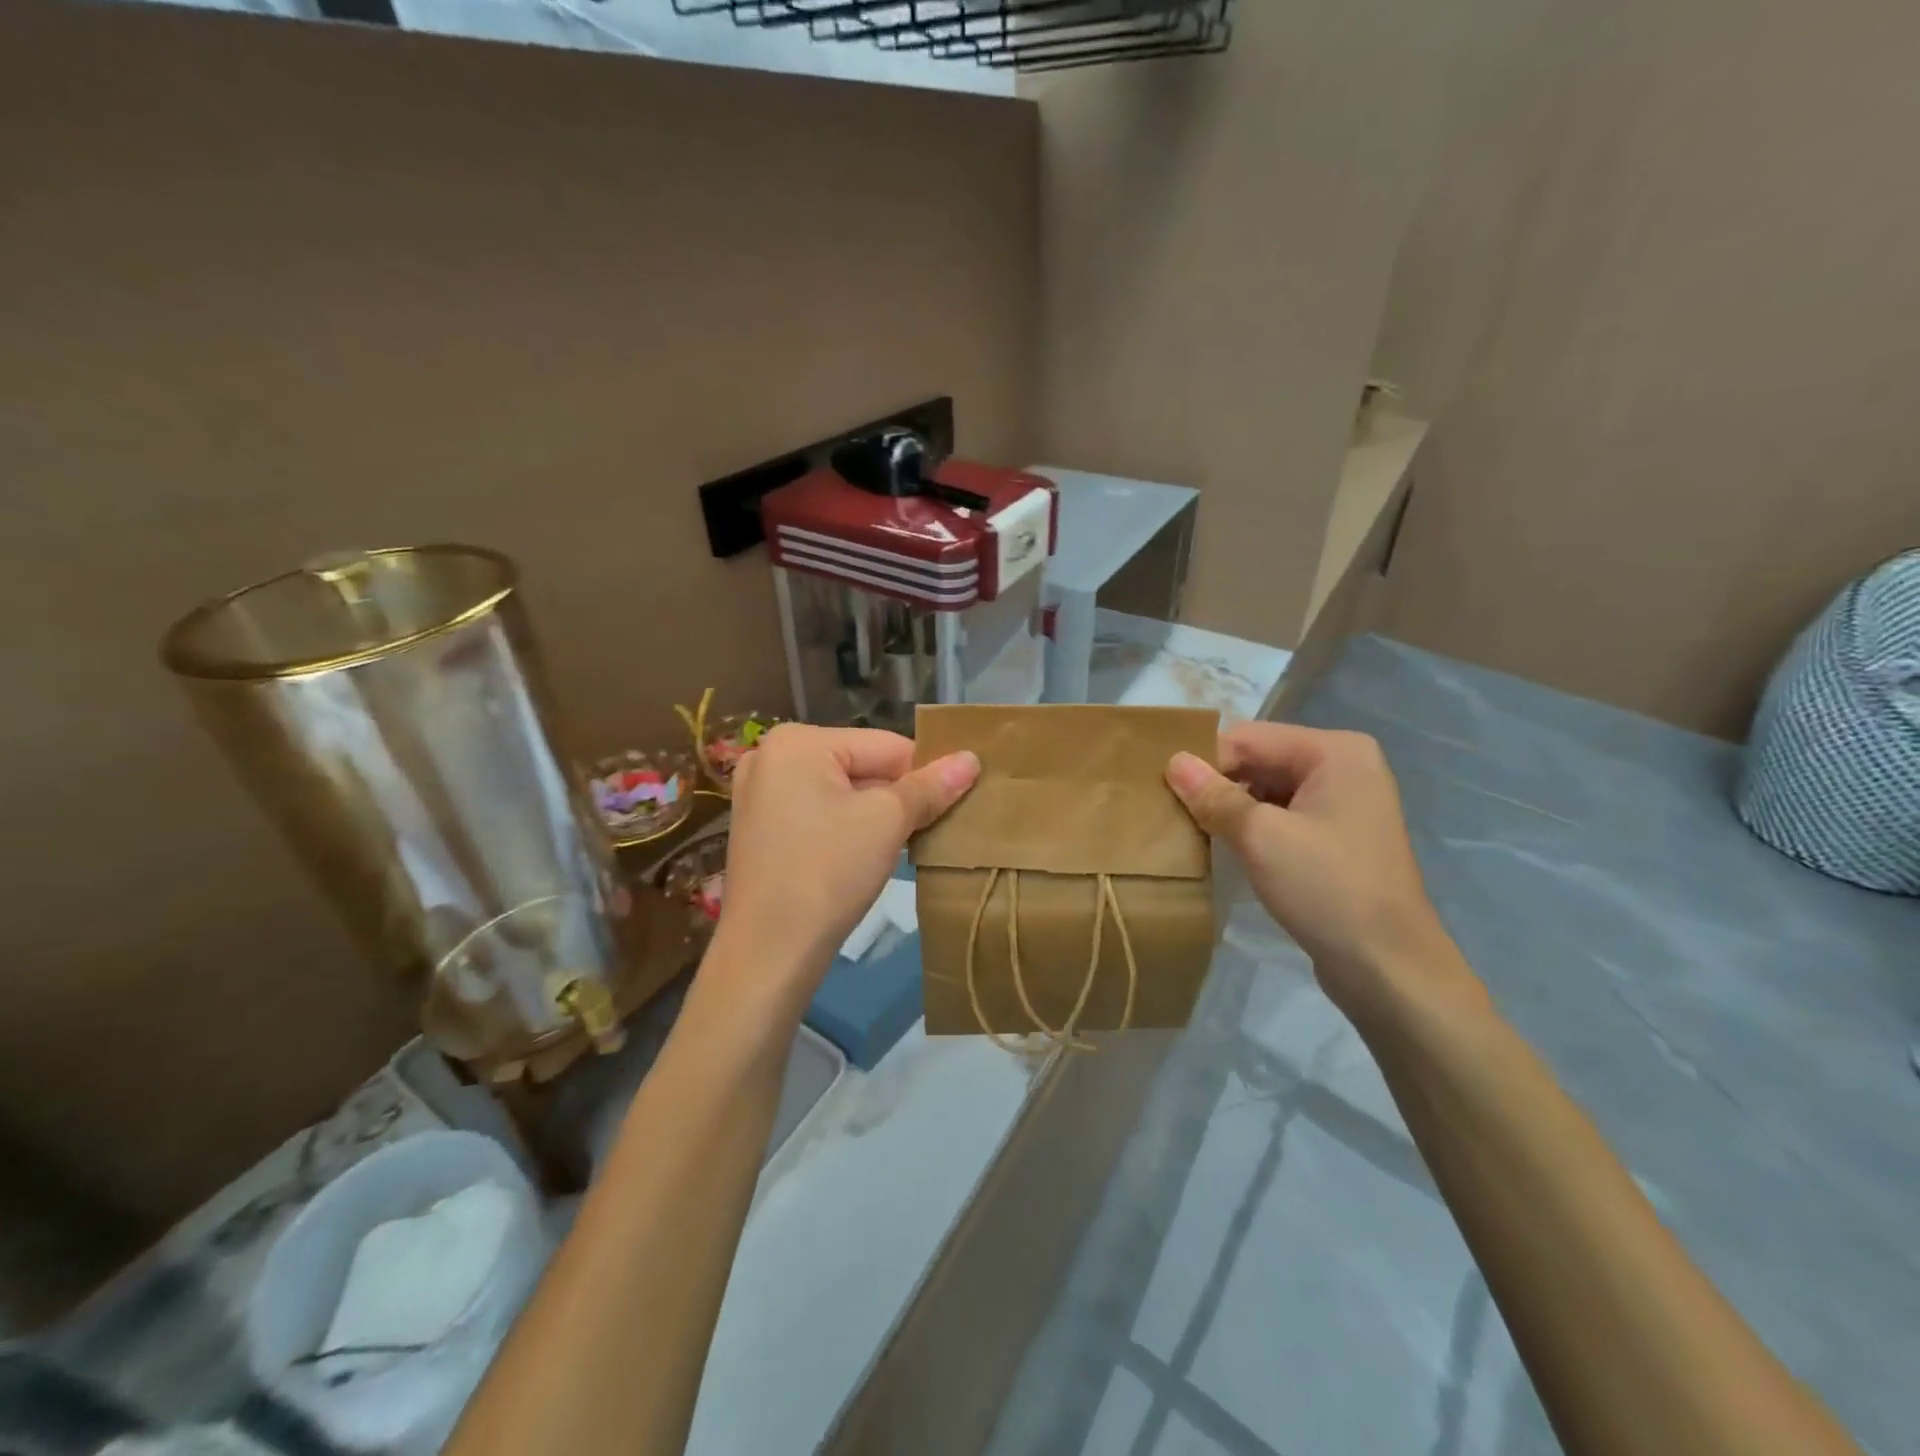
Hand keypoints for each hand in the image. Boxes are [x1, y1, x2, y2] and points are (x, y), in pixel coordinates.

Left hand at [716, 724, 978, 996]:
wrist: (768, 953)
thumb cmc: (828, 872)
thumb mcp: (887, 822)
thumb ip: (931, 786)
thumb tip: (971, 759)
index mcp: (798, 741)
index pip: (886, 746)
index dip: (925, 774)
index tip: (955, 805)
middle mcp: (771, 757)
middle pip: (862, 767)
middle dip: (899, 797)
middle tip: (934, 830)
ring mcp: (760, 795)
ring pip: (843, 793)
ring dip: (877, 816)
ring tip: (907, 845)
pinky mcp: (761, 830)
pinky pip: (820, 814)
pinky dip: (849, 829)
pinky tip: (869, 857)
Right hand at [1166, 723, 1480, 1022]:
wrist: (1389, 969)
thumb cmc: (1327, 889)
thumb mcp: (1261, 837)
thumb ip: (1214, 795)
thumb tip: (1173, 760)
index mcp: (1335, 751)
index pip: (1248, 738)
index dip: (1205, 762)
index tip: (1165, 792)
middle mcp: (1344, 766)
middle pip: (1259, 759)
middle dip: (1217, 784)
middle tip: (1172, 812)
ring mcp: (1344, 802)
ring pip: (1267, 789)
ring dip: (1231, 808)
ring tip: (1192, 830)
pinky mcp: (1337, 836)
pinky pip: (1282, 815)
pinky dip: (1251, 827)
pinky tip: (1225, 848)